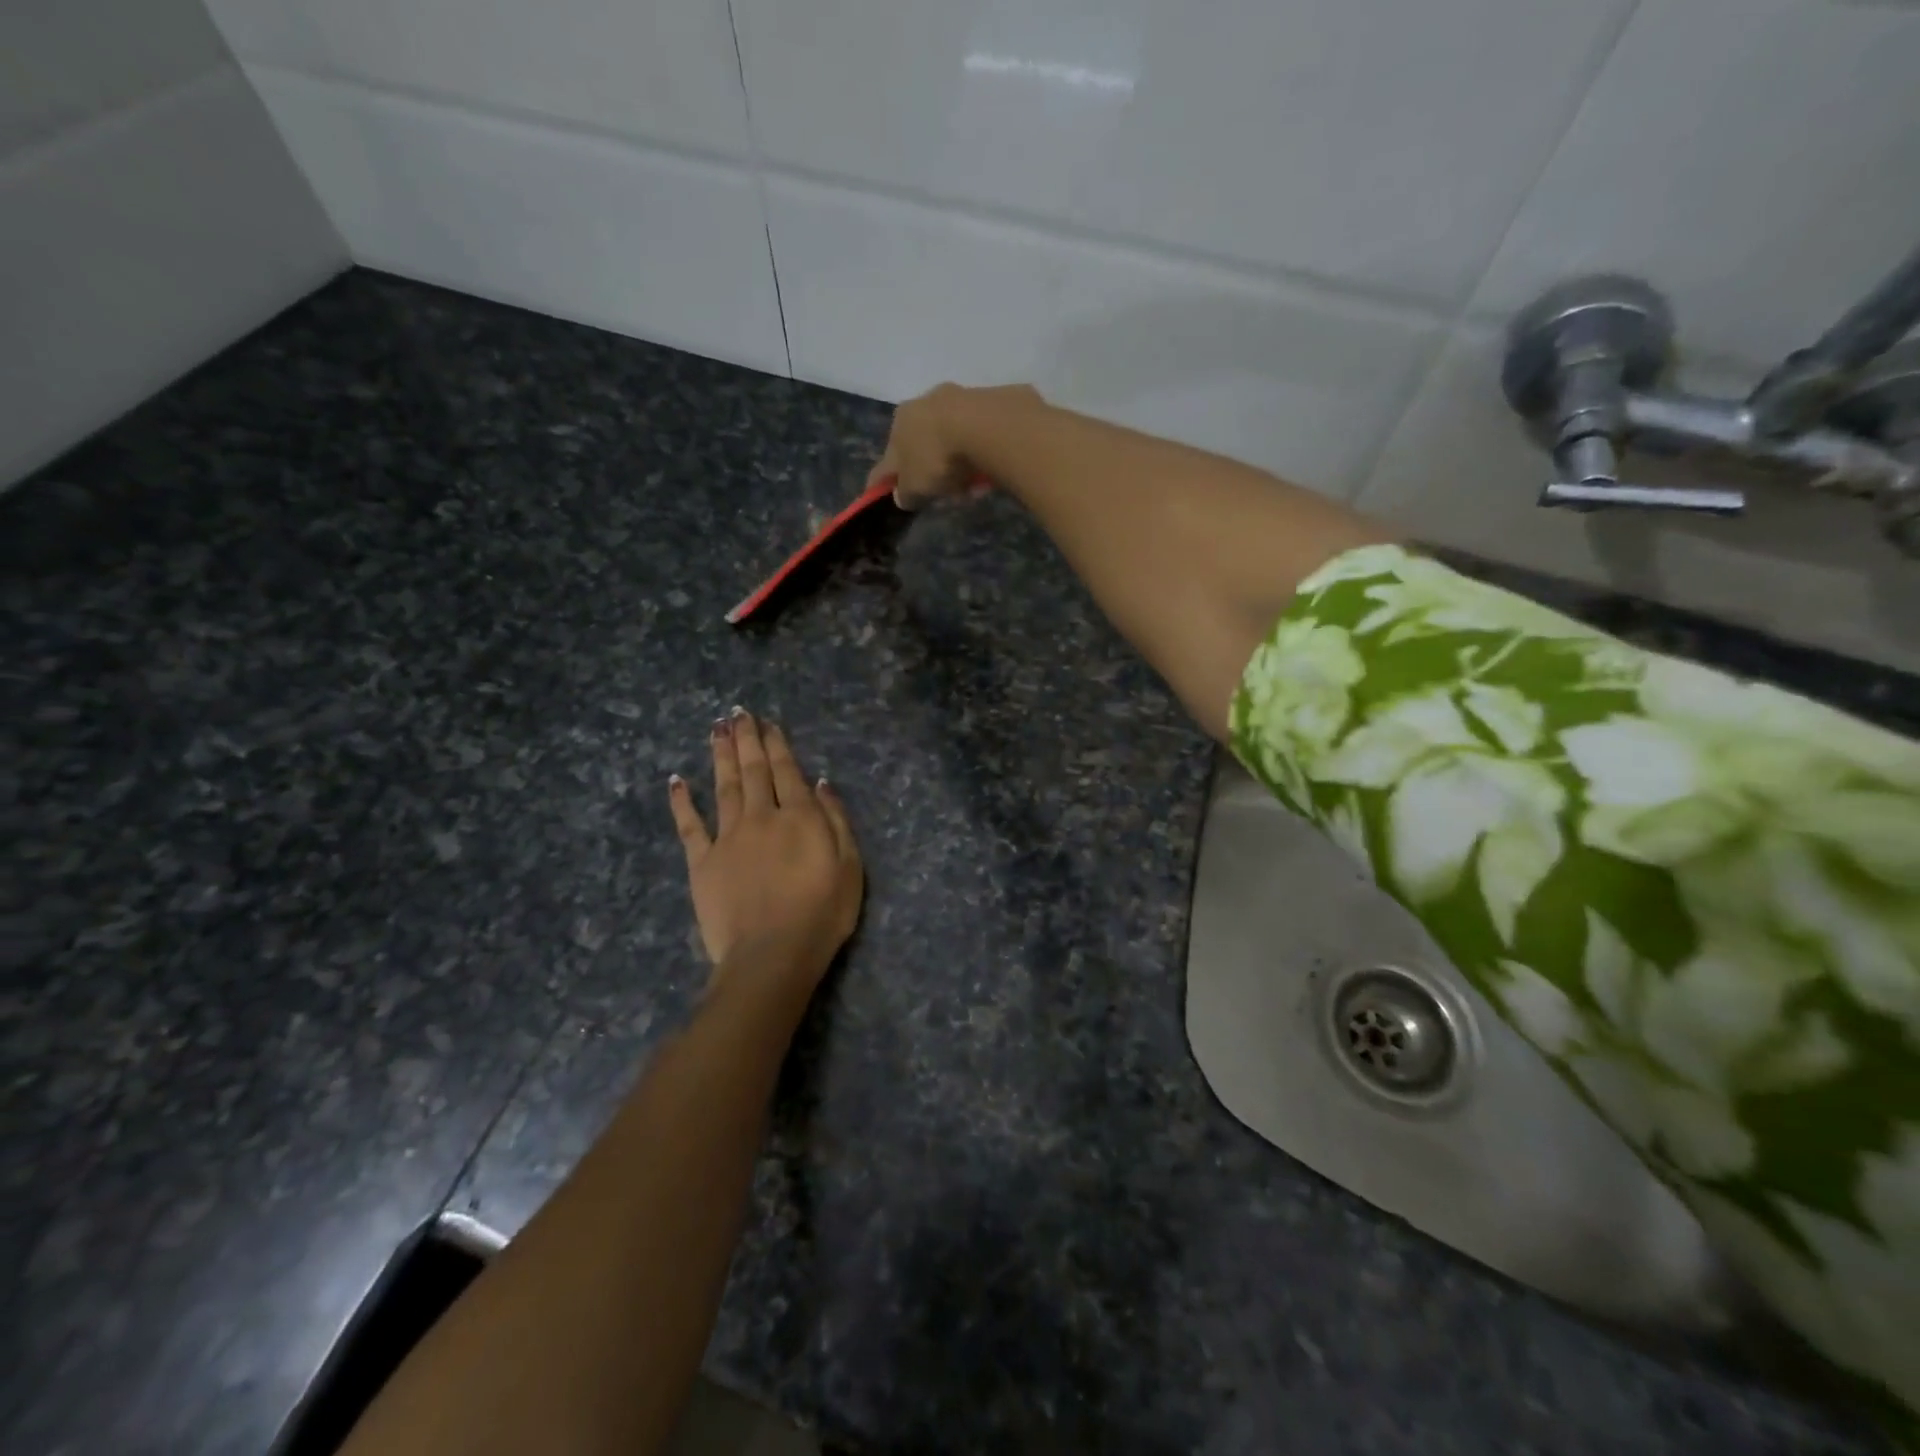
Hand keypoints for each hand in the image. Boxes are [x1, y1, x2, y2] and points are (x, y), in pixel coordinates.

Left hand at [668, 708, 862, 984]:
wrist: (772, 955)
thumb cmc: (821, 914)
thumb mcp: (849, 866)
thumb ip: (836, 820)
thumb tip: (821, 783)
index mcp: (799, 817)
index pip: (787, 771)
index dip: (777, 744)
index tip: (767, 722)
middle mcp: (761, 816)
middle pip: (753, 770)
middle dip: (746, 739)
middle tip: (737, 713)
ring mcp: (728, 838)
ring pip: (723, 786)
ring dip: (720, 756)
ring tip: (716, 730)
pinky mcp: (702, 862)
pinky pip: (689, 825)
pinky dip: (682, 801)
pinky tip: (676, 780)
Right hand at [865, 382, 1038, 508]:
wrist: (986, 427)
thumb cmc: (937, 457)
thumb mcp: (914, 487)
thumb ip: (905, 494)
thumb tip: (903, 495)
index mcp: (900, 419)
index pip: (889, 454)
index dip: (888, 478)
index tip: (891, 492)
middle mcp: (926, 401)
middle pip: (924, 444)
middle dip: (931, 470)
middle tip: (942, 494)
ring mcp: (960, 398)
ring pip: (954, 439)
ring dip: (959, 465)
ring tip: (971, 489)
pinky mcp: (991, 402)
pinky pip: (980, 438)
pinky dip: (980, 456)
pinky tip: (989, 474)